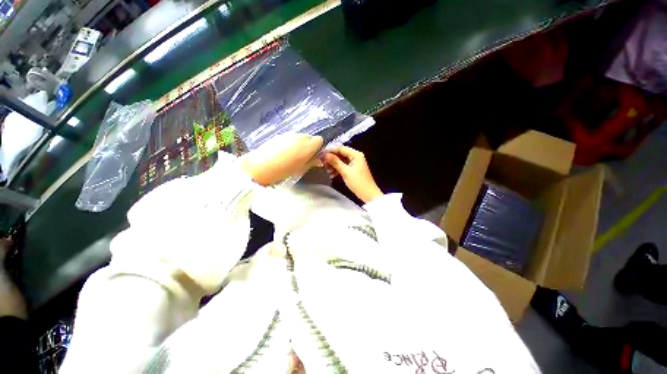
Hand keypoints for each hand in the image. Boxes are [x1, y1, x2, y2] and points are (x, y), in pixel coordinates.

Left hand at [241, 133, 322, 185]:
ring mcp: (289, 134)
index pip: (320, 140)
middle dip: (309, 145)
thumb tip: (320, 161)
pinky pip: (291, 137)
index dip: (318, 148)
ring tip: (292, 155)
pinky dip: (291, 143)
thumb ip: (312, 162)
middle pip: (310, 137)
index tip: (313, 155)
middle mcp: (300, 137)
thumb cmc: (284, 170)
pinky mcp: (280, 135)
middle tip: (303, 157)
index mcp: (308, 146)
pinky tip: (284, 152)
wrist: (260, 166)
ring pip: (300, 137)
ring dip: (300, 144)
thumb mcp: (301, 169)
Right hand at [323, 146, 382, 202]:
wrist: (368, 194)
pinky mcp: (354, 169)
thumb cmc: (358, 182)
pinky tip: (332, 174)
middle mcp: (356, 156)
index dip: (330, 151)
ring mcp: (355, 163)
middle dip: (332, 159)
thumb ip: (335, 162)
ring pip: (341, 160)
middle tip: (322, 164)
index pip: (341, 148)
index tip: (321, 156)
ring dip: (334, 165)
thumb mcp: (345, 172)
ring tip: (327, 171)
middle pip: (341, 154)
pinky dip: (338, 169)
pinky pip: (344, 166)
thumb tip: (325, 155)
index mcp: (356, 154)